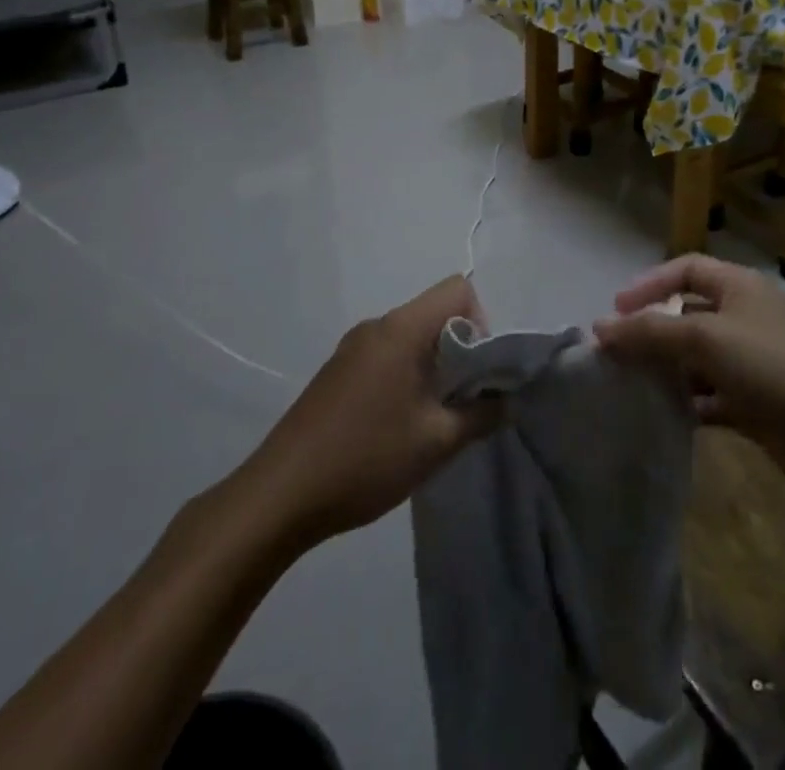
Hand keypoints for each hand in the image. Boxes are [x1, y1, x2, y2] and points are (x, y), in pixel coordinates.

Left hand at [244, 276, 501, 547]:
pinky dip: (406, 377)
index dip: (481, 322)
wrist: (279, 496)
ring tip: (432, 420)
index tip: (478, 372)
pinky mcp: (337, 372)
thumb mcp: (437, 442)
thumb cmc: (365, 458)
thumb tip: (506, 399)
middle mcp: (377, 325)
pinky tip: (397, 427)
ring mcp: (352, 347)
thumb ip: (482, 415)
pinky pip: (387, 356)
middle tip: (462, 402)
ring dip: (433, 367)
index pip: (458, 289)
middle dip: (460, 350)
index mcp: (402, 328)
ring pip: (411, 337)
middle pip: (435, 312)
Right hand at [593, 256, 784, 505]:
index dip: (649, 284)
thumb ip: (651, 332)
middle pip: (689, 315)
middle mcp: (746, 319)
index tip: (615, 311)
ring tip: (627, 388)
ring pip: (698, 359)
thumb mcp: (708, 339)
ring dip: (666, 370)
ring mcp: (754, 364)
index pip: (686, 270)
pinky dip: (688, 404)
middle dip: (652, 331)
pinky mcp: (759, 406)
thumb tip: (600, 327)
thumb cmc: (777, 368)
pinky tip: (662, 418)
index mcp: (740, 288)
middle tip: (614, 356)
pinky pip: (712, 398)